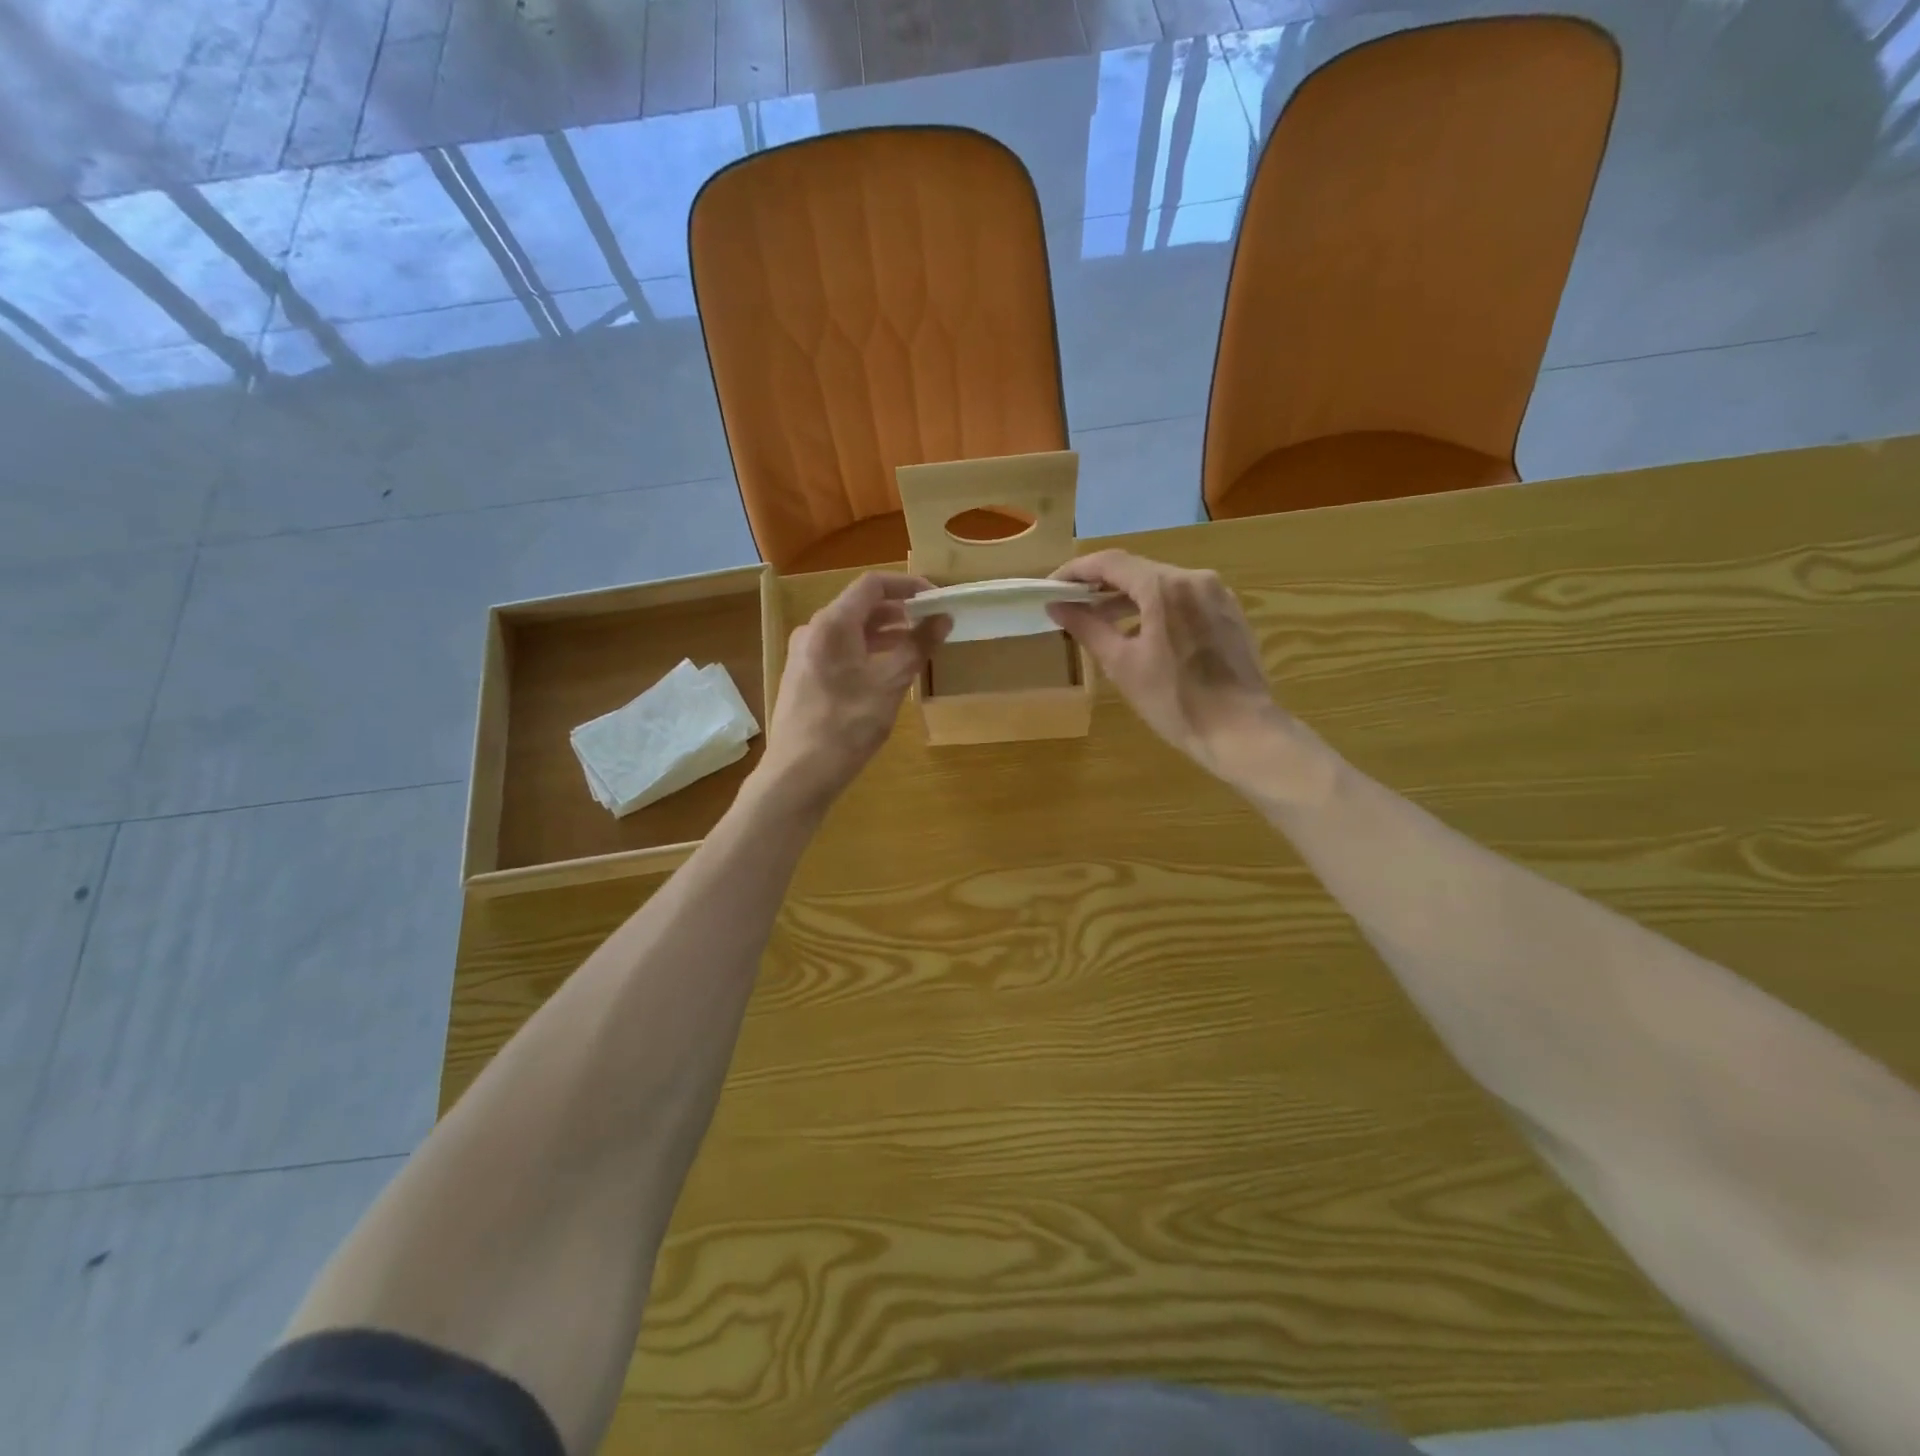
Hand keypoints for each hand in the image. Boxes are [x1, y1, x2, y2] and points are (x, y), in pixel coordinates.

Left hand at [761, 572, 949, 809]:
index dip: (908, 586)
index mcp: (832, 624)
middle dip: (898, 611)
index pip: (873, 585)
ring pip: (849, 630)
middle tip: (932, 623)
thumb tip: (943, 618)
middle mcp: (813, 630)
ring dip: (884, 633)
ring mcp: (804, 654)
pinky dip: (866, 650)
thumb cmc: (846, 727)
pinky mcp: (803, 676)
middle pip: (860, 605)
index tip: (937, 599)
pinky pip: (839, 649)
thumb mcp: (889, 686)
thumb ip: (917, 647)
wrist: (797, 775)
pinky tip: (886, 670)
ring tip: (916, 646)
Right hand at [1049, 550, 1291, 784]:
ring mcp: (1217, 594)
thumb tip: (1056, 606)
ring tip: (1101, 622)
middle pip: (1137, 570)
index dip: (1075, 572)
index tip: (1052, 588)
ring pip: (1161, 584)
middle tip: (1071, 606)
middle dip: (1101, 586)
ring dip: (1128, 598)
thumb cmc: (1174, 700)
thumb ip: (1087, 627)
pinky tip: (1142, 634)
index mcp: (1164, 587)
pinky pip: (1184, 599)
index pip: (1110, 563)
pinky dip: (1156, 608)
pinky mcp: (1229, 613)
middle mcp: (1194, 578)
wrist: (1241, 731)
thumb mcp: (1122, 665)